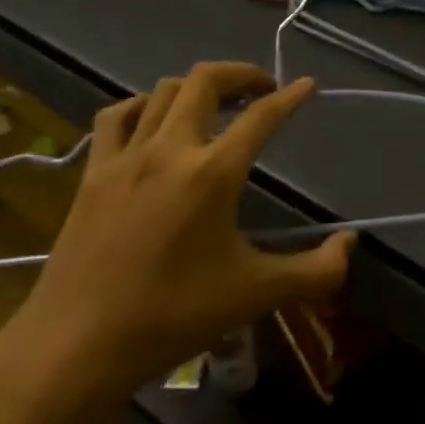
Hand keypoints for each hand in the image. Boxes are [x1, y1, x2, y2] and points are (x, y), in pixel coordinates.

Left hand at [0, 62, 353, 401]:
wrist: (74, 348)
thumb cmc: (172, 317)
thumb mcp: (256, 295)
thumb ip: (315, 270)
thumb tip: (351, 244)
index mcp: (213, 173)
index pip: (262, 116)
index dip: (290, 96)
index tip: (307, 85)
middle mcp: (170, 150)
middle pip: (206, 81)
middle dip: (241, 74)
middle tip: (262, 90)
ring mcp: (125, 158)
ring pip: (163, 91)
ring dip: (197, 87)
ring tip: (216, 104)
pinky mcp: (92, 174)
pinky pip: (116, 117)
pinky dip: (142, 105)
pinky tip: (153, 121)